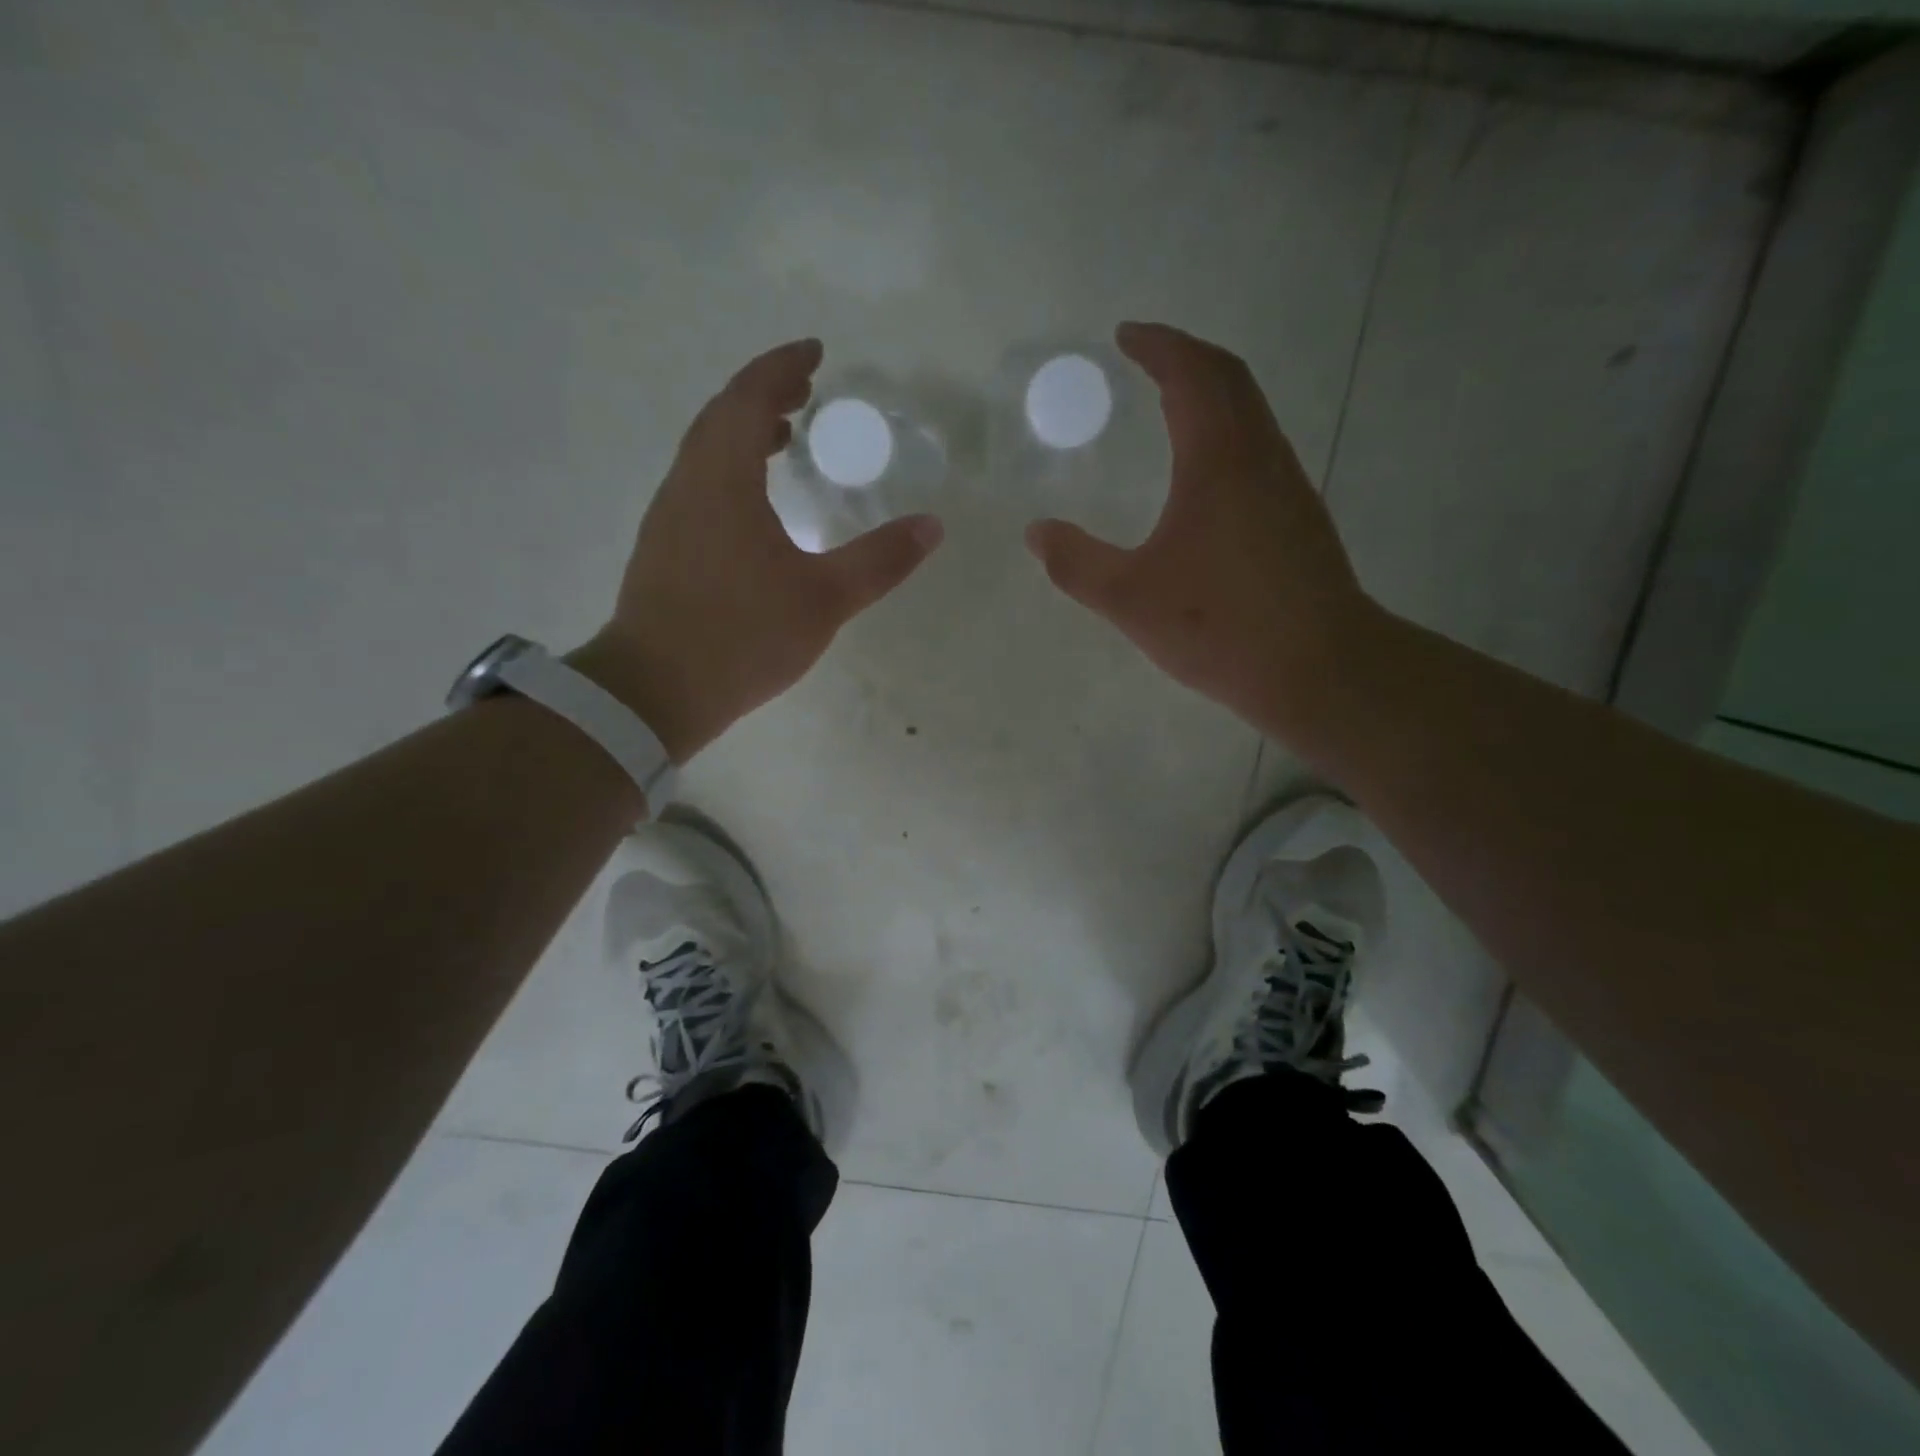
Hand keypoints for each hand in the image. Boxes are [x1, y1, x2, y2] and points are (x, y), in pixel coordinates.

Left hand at [576, 339, 942, 760]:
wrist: (656, 691)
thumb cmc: (743, 636)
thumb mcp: (824, 599)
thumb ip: (880, 560)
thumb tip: (932, 526)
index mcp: (723, 479)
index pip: (749, 397)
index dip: (782, 366)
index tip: (815, 352)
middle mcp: (687, 484)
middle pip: (721, 416)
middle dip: (763, 394)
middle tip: (804, 392)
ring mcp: (668, 517)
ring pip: (705, 452)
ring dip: (743, 433)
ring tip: (783, 439)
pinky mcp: (663, 548)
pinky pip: (699, 484)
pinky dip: (729, 469)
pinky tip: (753, 503)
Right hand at [1024, 322, 1373, 737]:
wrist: (1318, 668)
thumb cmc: (1220, 626)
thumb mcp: (1130, 598)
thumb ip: (1077, 563)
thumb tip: (1037, 533)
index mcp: (1220, 460)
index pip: (1192, 374)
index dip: (1159, 346)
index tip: (1126, 335)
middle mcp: (1261, 457)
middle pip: (1231, 380)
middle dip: (1187, 357)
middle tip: (1147, 357)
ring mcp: (1288, 487)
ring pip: (1252, 413)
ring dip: (1213, 393)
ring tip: (1171, 405)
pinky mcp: (1300, 519)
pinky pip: (1260, 448)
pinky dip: (1228, 432)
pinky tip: (1206, 473)